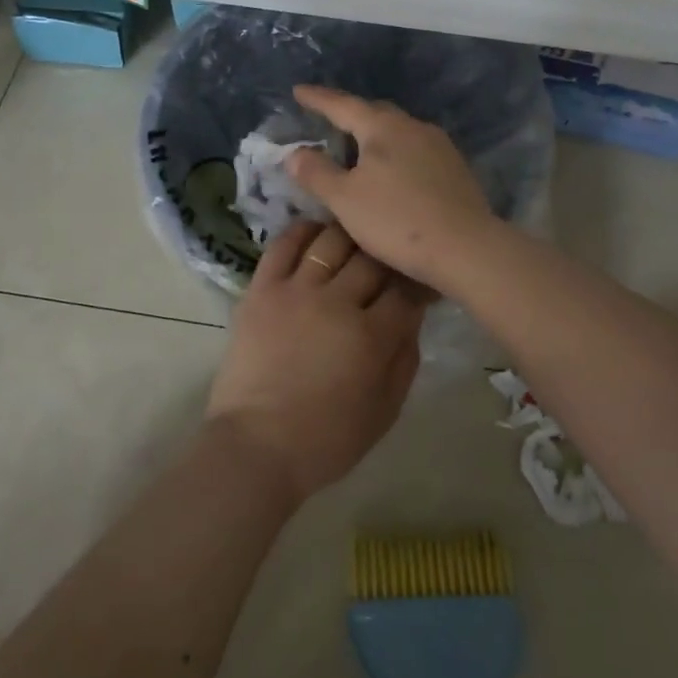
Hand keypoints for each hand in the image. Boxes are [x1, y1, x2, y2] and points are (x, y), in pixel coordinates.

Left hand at [207, 220, 423, 504]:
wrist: (257, 446)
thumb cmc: (326, 439)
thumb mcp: (385, 411)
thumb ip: (406, 360)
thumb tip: (412, 318)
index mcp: (372, 336)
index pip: (406, 292)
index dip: (418, 284)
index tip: (421, 282)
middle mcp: (337, 302)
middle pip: (372, 259)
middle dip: (387, 257)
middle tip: (389, 261)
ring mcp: (296, 290)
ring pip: (332, 241)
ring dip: (349, 237)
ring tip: (354, 241)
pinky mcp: (262, 288)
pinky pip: (284, 245)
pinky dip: (303, 232)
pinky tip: (315, 233)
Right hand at [285, 87, 497, 290]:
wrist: (467, 248)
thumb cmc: (397, 220)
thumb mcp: (344, 199)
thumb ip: (316, 173)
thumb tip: (295, 153)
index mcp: (383, 127)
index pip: (342, 105)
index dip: (318, 99)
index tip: (298, 91)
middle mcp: (413, 126)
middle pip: (375, 113)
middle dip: (350, 114)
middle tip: (329, 120)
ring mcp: (440, 146)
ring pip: (399, 131)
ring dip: (375, 135)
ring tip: (358, 148)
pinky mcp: (456, 168)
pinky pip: (416, 150)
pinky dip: (396, 154)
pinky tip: (393, 173)